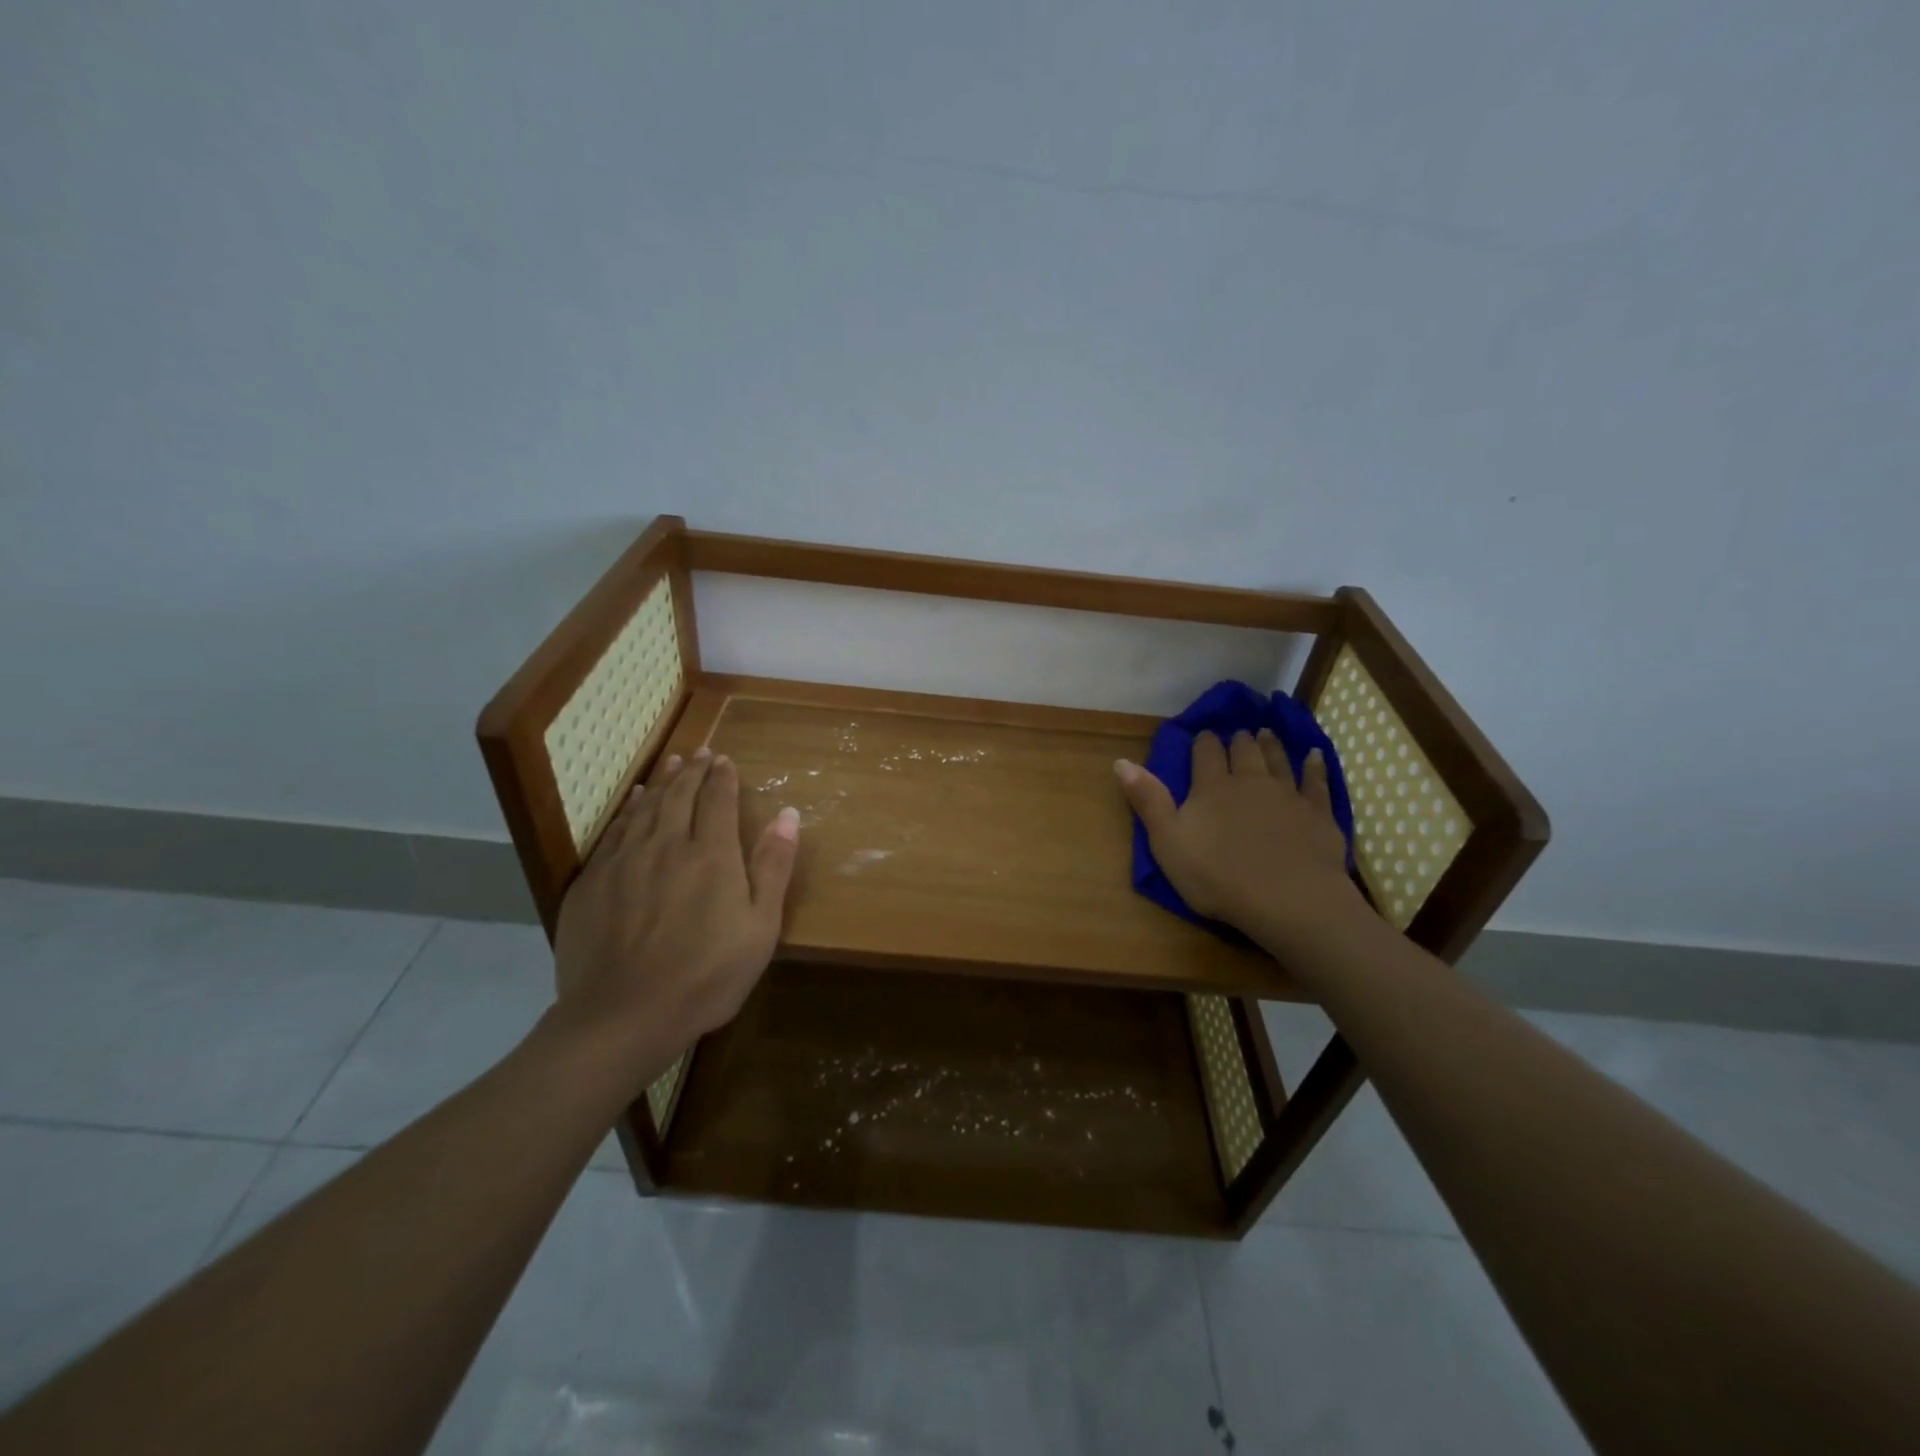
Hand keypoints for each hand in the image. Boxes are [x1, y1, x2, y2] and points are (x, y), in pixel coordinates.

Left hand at [552, 746, 799, 1082]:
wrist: (622, 1017)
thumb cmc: (706, 976)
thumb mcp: (760, 927)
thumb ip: (773, 867)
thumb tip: (789, 814)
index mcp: (710, 854)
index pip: (717, 800)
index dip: (723, 777)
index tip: (725, 760)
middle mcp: (665, 845)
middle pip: (680, 795)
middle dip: (693, 770)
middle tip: (700, 753)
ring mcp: (623, 861)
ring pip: (646, 807)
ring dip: (662, 781)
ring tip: (671, 762)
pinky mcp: (592, 882)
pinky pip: (614, 830)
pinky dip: (628, 808)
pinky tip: (633, 800)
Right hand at [1116, 730, 1364, 952]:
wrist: (1288, 899)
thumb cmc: (1217, 876)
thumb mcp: (1168, 842)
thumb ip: (1148, 800)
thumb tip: (1121, 761)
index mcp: (1211, 787)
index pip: (1205, 752)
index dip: (1202, 743)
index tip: (1202, 737)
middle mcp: (1250, 780)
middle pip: (1243, 750)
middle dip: (1238, 740)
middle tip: (1237, 735)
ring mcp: (1287, 794)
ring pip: (1278, 759)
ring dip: (1270, 745)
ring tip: (1265, 734)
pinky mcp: (1317, 812)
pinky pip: (1316, 781)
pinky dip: (1315, 766)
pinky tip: (1315, 756)